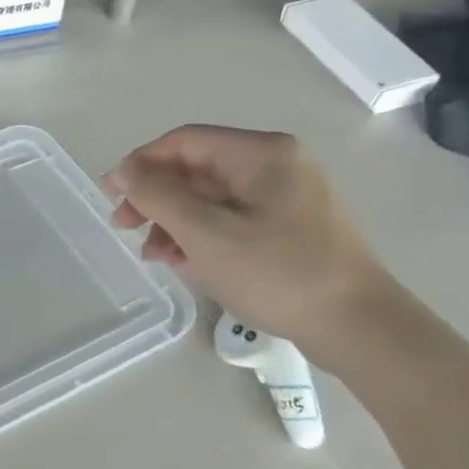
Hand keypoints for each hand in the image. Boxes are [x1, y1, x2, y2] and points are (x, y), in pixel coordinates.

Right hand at [103, 126, 396, 364]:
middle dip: (156, 197)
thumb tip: (123, 170)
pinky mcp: (288, 226)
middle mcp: (274, 164)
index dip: (140, 163)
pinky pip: (230, 218)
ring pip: (210, 197)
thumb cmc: (278, 273)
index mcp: (261, 153)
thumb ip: (158, 196)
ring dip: (174, 221)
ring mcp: (284, 196)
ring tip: (153, 254)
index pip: (184, 142)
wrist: (358, 327)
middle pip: (196, 169)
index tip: (110, 193)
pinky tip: (183, 261)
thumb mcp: (206, 234)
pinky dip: (200, 235)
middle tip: (124, 226)